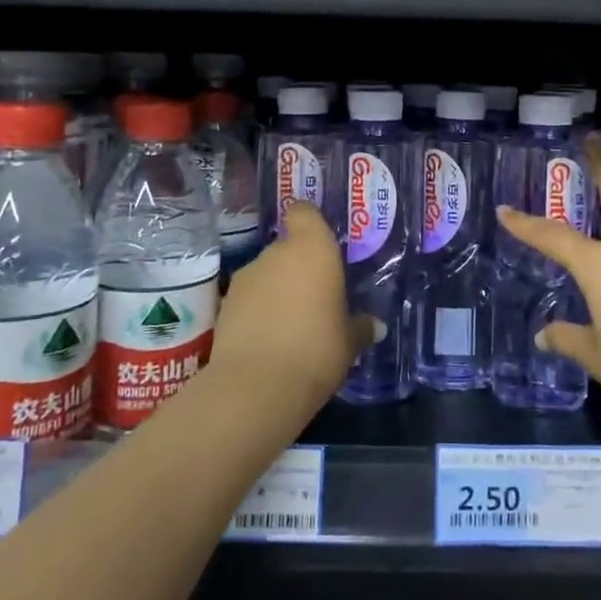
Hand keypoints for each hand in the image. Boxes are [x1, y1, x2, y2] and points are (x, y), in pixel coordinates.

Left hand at [209, 202, 378, 408]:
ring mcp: (246, 276)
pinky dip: (258, 311)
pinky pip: (249, 298)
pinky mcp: (224, 304)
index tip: (320, 241)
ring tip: (291, 324)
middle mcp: (277, 253)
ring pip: (267, 273)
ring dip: (277, 290)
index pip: (304, 212)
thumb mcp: (348, 342)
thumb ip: (360, 327)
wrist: (256, 387)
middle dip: (298, 267)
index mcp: (313, 249)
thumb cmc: (317, 350)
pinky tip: (269, 339)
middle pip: (287, 247)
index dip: (309, 222)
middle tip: (315, 297)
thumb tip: (375, 326)